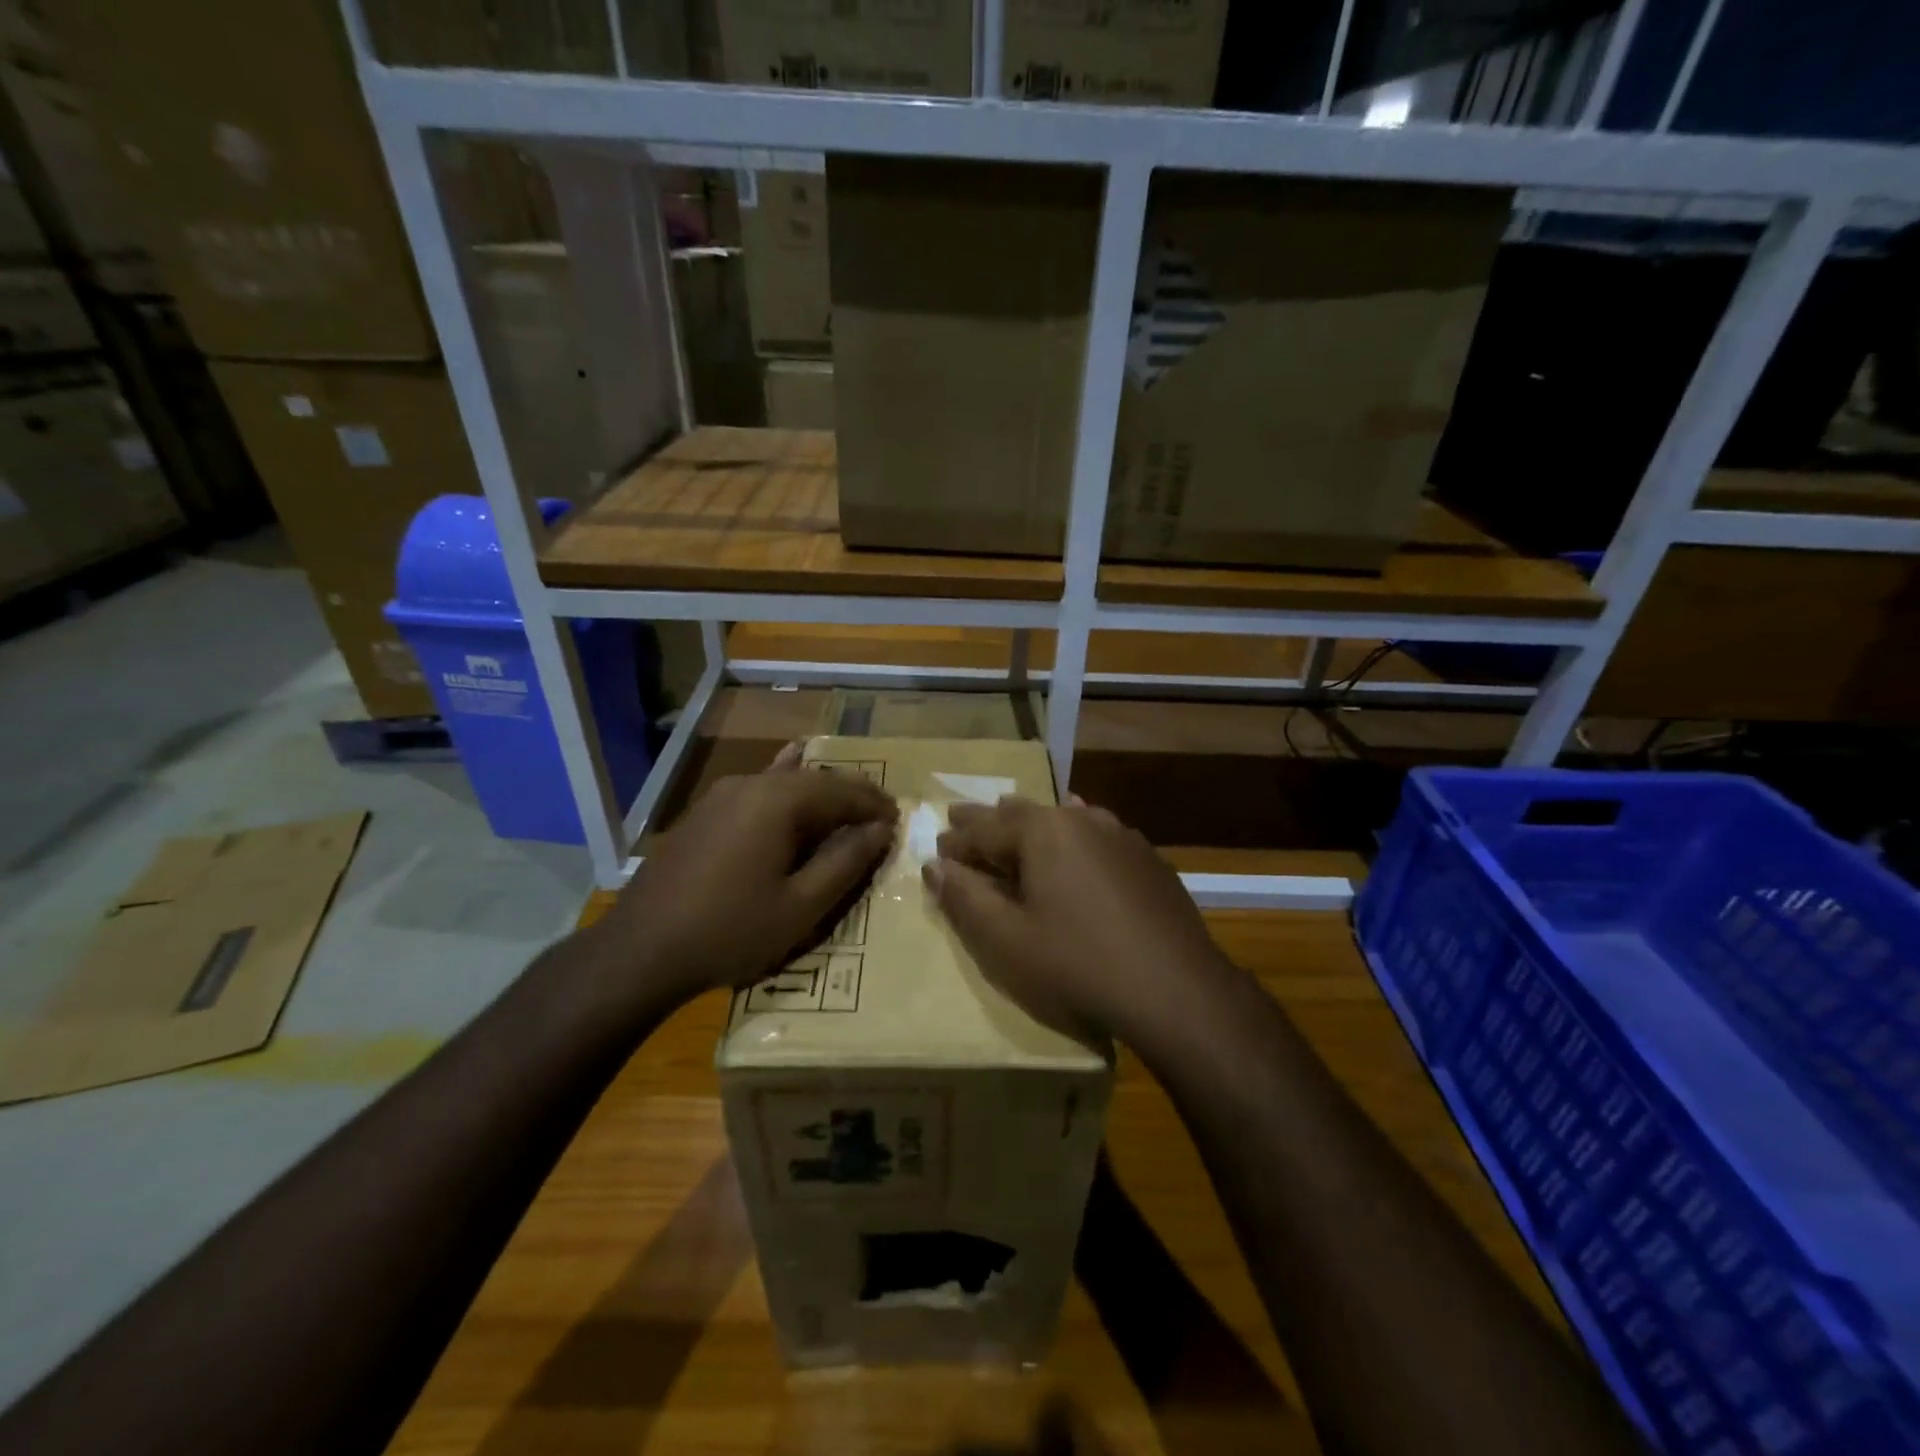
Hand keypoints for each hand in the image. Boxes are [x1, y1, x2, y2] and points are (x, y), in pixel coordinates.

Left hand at [601, 743, 897, 1002]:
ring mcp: (721, 795)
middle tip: (880, 816)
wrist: (641, 951)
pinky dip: (785, 787)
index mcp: (777, 801)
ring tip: (847, 807)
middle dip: (850, 796)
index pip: (841, 791)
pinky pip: (758, 791)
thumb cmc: (730, 930)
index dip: (874, 805)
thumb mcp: (801, 906)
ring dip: (820, 795)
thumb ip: (845, 862)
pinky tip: (791, 764)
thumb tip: (880, 830)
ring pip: (785, 783)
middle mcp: (750, 785)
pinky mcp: (704, 812)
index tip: (899, 820)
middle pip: (814, 780)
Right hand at [923, 795, 1236, 1046]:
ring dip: (1032, 824)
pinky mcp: (1147, 858)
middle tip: (962, 820)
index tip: (937, 851)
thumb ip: (965, 898)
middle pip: (1022, 815)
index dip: (956, 842)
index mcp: (1042, 831)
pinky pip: (1097, 834)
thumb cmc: (1077, 965)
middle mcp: (1081, 819)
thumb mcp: (1006, 940)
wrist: (1176, 989)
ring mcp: (1120, 835)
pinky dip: (1073, 835)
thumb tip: (935, 866)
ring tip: (1012, 818)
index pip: (983, 828)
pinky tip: (1078, 831)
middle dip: (989, 822)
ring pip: (1063, 819)